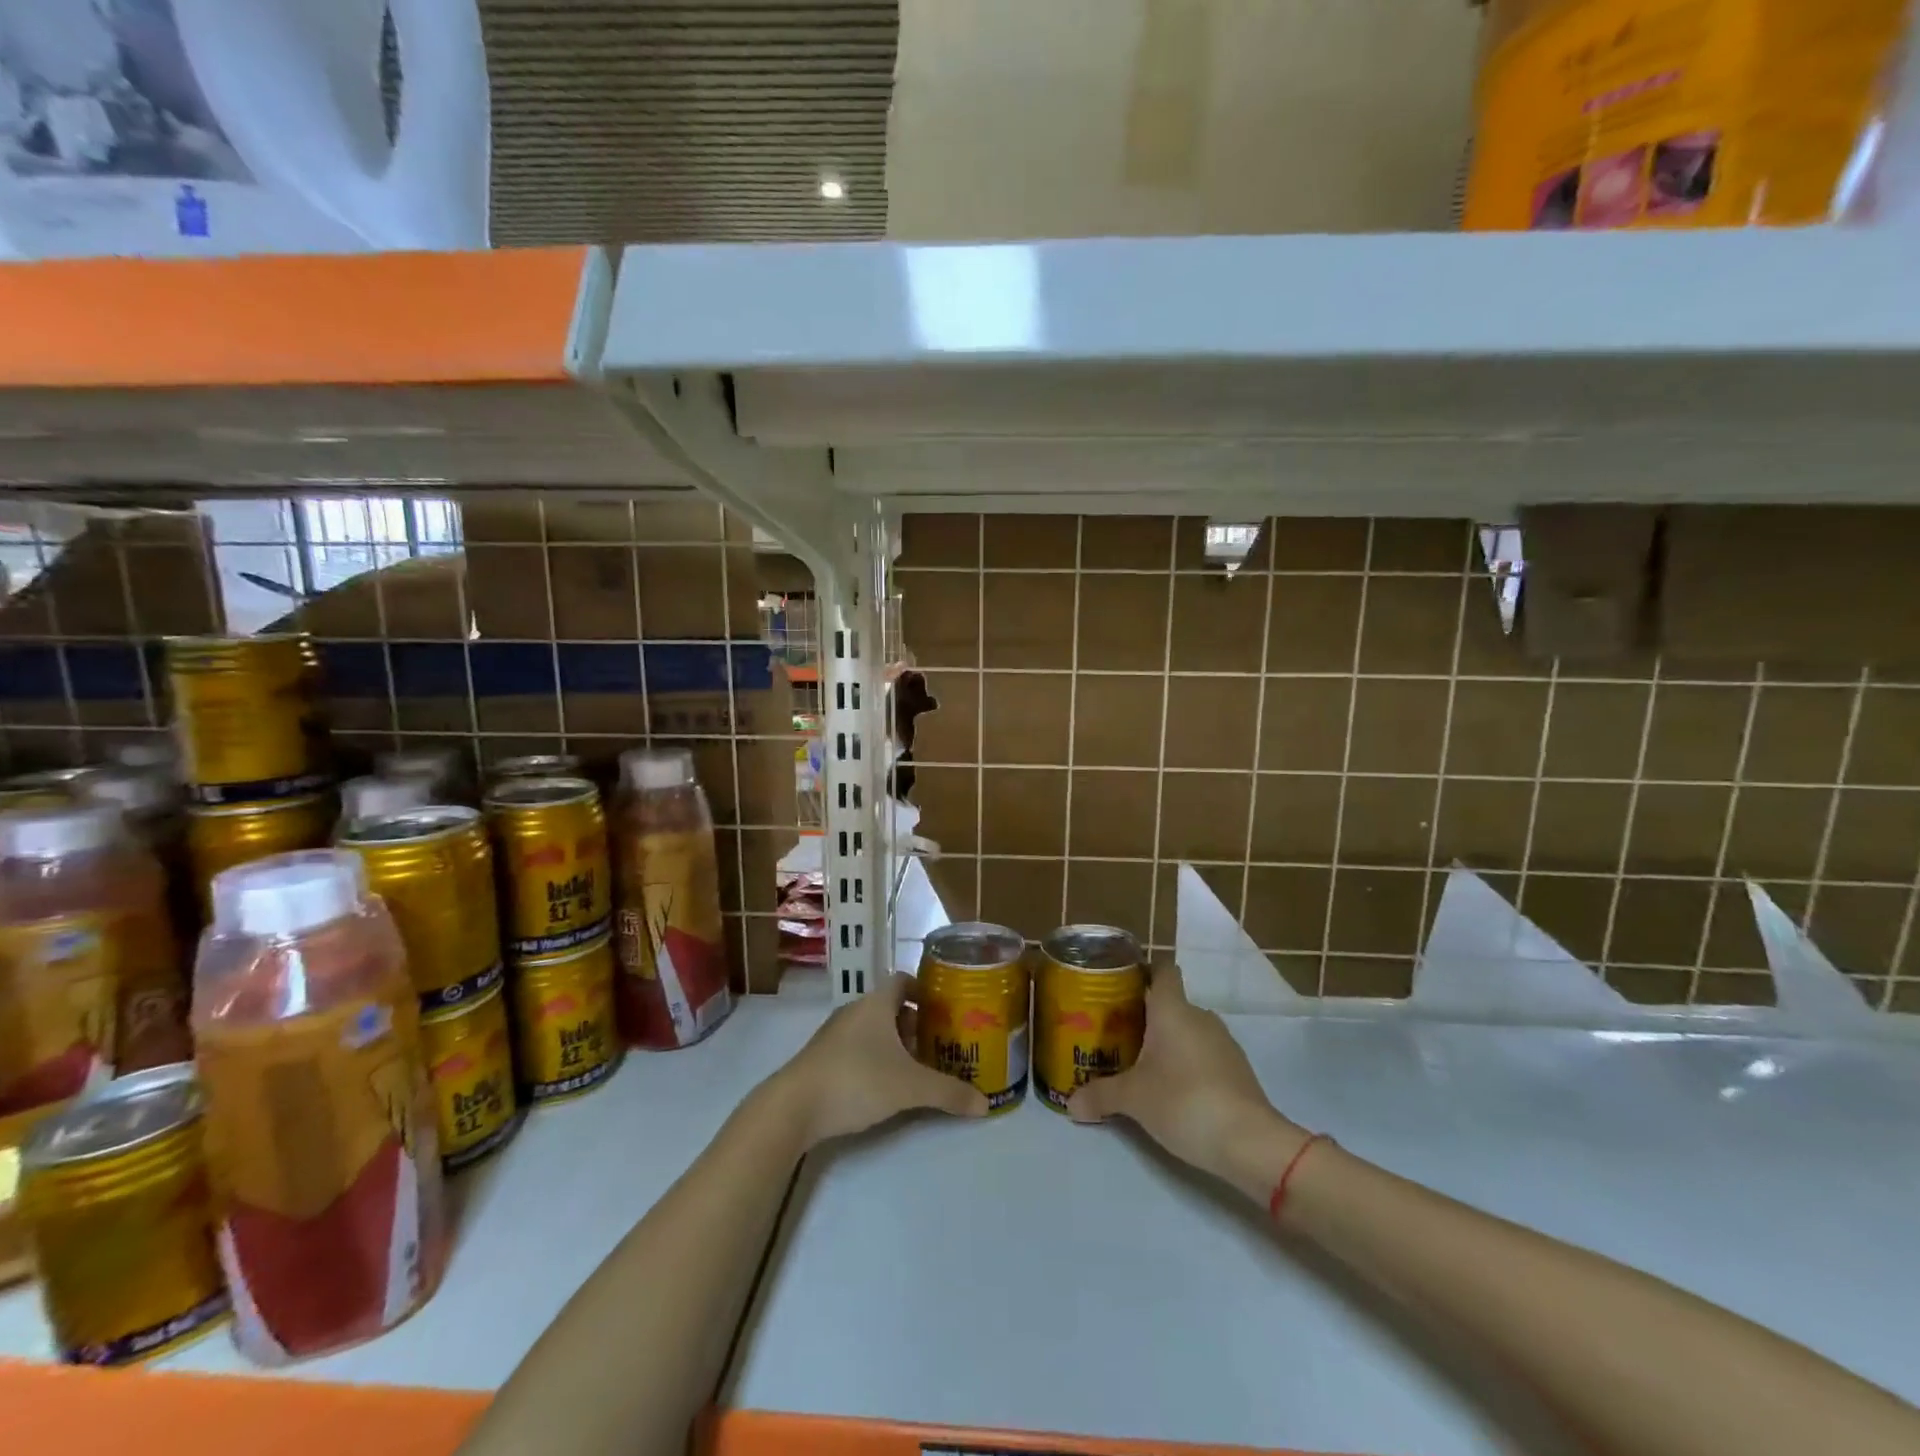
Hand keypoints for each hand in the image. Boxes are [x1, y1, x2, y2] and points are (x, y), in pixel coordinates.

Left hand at [775, 972, 987, 1146]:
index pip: (903, 981)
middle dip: (917, 1023)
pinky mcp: (823, 1059)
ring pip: (874, 1030)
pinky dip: (877, 1058)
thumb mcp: (909, 1087)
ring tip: (920, 1066)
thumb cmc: (856, 1080)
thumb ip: (948, 1093)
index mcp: (875, 1004)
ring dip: (896, 1043)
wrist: (793, 1107)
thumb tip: (986, 1104)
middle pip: (891, 1007)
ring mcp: (835, 1035)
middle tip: (942, 1042)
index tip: (946, 1008)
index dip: (925, 990)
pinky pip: (858, 1048)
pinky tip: (888, 1084)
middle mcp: (855, 1011)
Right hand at [1069, 964, 1306, 1198]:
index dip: (1142, 972)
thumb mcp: (1133, 1099)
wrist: (1250, 1142)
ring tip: (1140, 1065)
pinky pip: (1203, 1054)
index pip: (1162, 970)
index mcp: (1173, 1009)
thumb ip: (1100, 1096)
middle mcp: (1199, 1016)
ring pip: (1187, 1030)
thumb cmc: (1184, 1101)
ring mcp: (1223, 1043)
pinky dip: (1186, 1063)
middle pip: (1169, 1003)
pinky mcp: (1237, 1070)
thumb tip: (1070, 1104)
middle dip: (1145, 1017)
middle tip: (1116, 1035)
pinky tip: (1172, 1089)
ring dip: (1167, 1043)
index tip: (1119, 987)